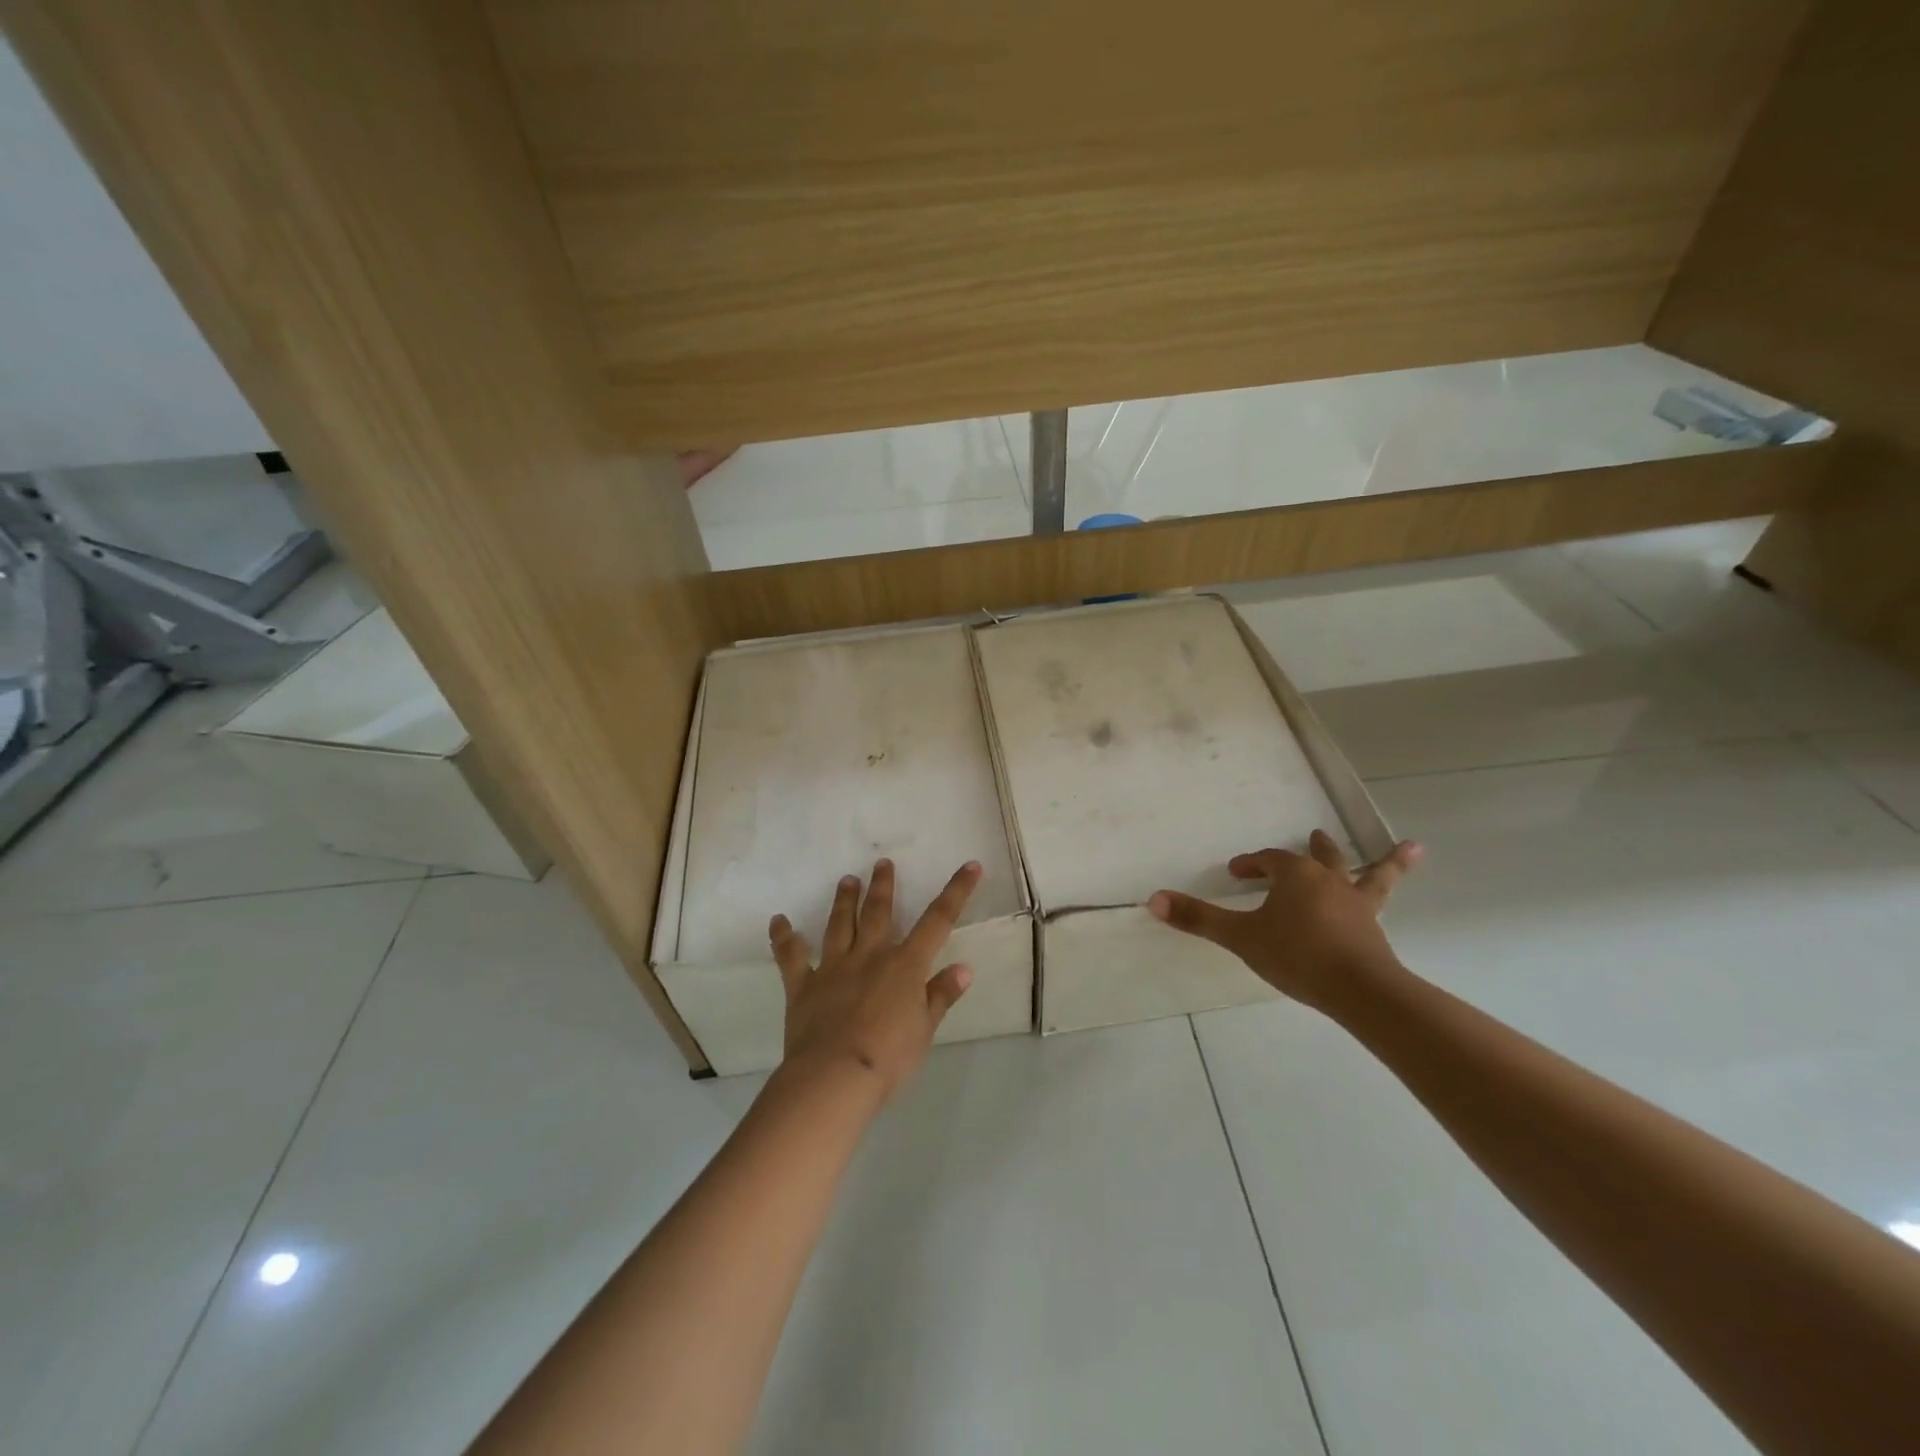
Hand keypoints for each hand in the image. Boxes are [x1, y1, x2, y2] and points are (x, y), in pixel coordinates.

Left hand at [769, 858, 980, 1099]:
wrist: (835, 1075)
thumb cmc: (889, 1056)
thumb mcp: (926, 1029)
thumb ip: (941, 995)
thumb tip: (964, 968)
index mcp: (905, 965)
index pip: (938, 921)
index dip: (956, 891)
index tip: (970, 865)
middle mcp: (870, 956)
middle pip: (878, 912)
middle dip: (882, 886)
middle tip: (881, 862)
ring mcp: (834, 967)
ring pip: (839, 925)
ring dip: (843, 901)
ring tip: (846, 879)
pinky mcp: (803, 985)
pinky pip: (791, 957)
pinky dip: (784, 938)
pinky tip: (778, 921)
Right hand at [1148, 829, 1421, 1012]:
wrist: (1358, 989)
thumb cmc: (1295, 955)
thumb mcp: (1240, 937)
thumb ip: (1198, 918)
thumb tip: (1153, 899)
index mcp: (1294, 876)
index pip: (1268, 861)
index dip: (1251, 865)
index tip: (1236, 873)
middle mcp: (1328, 881)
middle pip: (1319, 858)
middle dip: (1312, 849)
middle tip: (1312, 836)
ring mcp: (1357, 904)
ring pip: (1366, 874)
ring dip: (1381, 862)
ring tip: (1409, 849)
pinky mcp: (1374, 928)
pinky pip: (1386, 901)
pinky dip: (1399, 886)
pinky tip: (1416, 880)